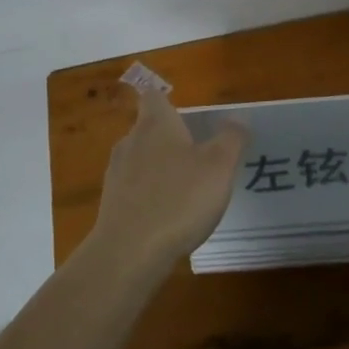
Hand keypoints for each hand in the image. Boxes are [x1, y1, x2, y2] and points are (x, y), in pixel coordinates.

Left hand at [88, 86, 248, 271]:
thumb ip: (231, 138)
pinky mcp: (111, 204)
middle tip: (198, 154)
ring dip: (160, 167)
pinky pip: (134, 188)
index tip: (185, 112)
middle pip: (148, 128)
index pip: (154, 95)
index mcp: (155, 124)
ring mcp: (116, 173)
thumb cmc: (179, 199)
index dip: (168, 99)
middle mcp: (130, 141)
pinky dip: (149, 194)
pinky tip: (168, 215)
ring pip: (140, 159)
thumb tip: (238, 116)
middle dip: (170, 137)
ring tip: (186, 188)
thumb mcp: (219, 166)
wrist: (129, 253)